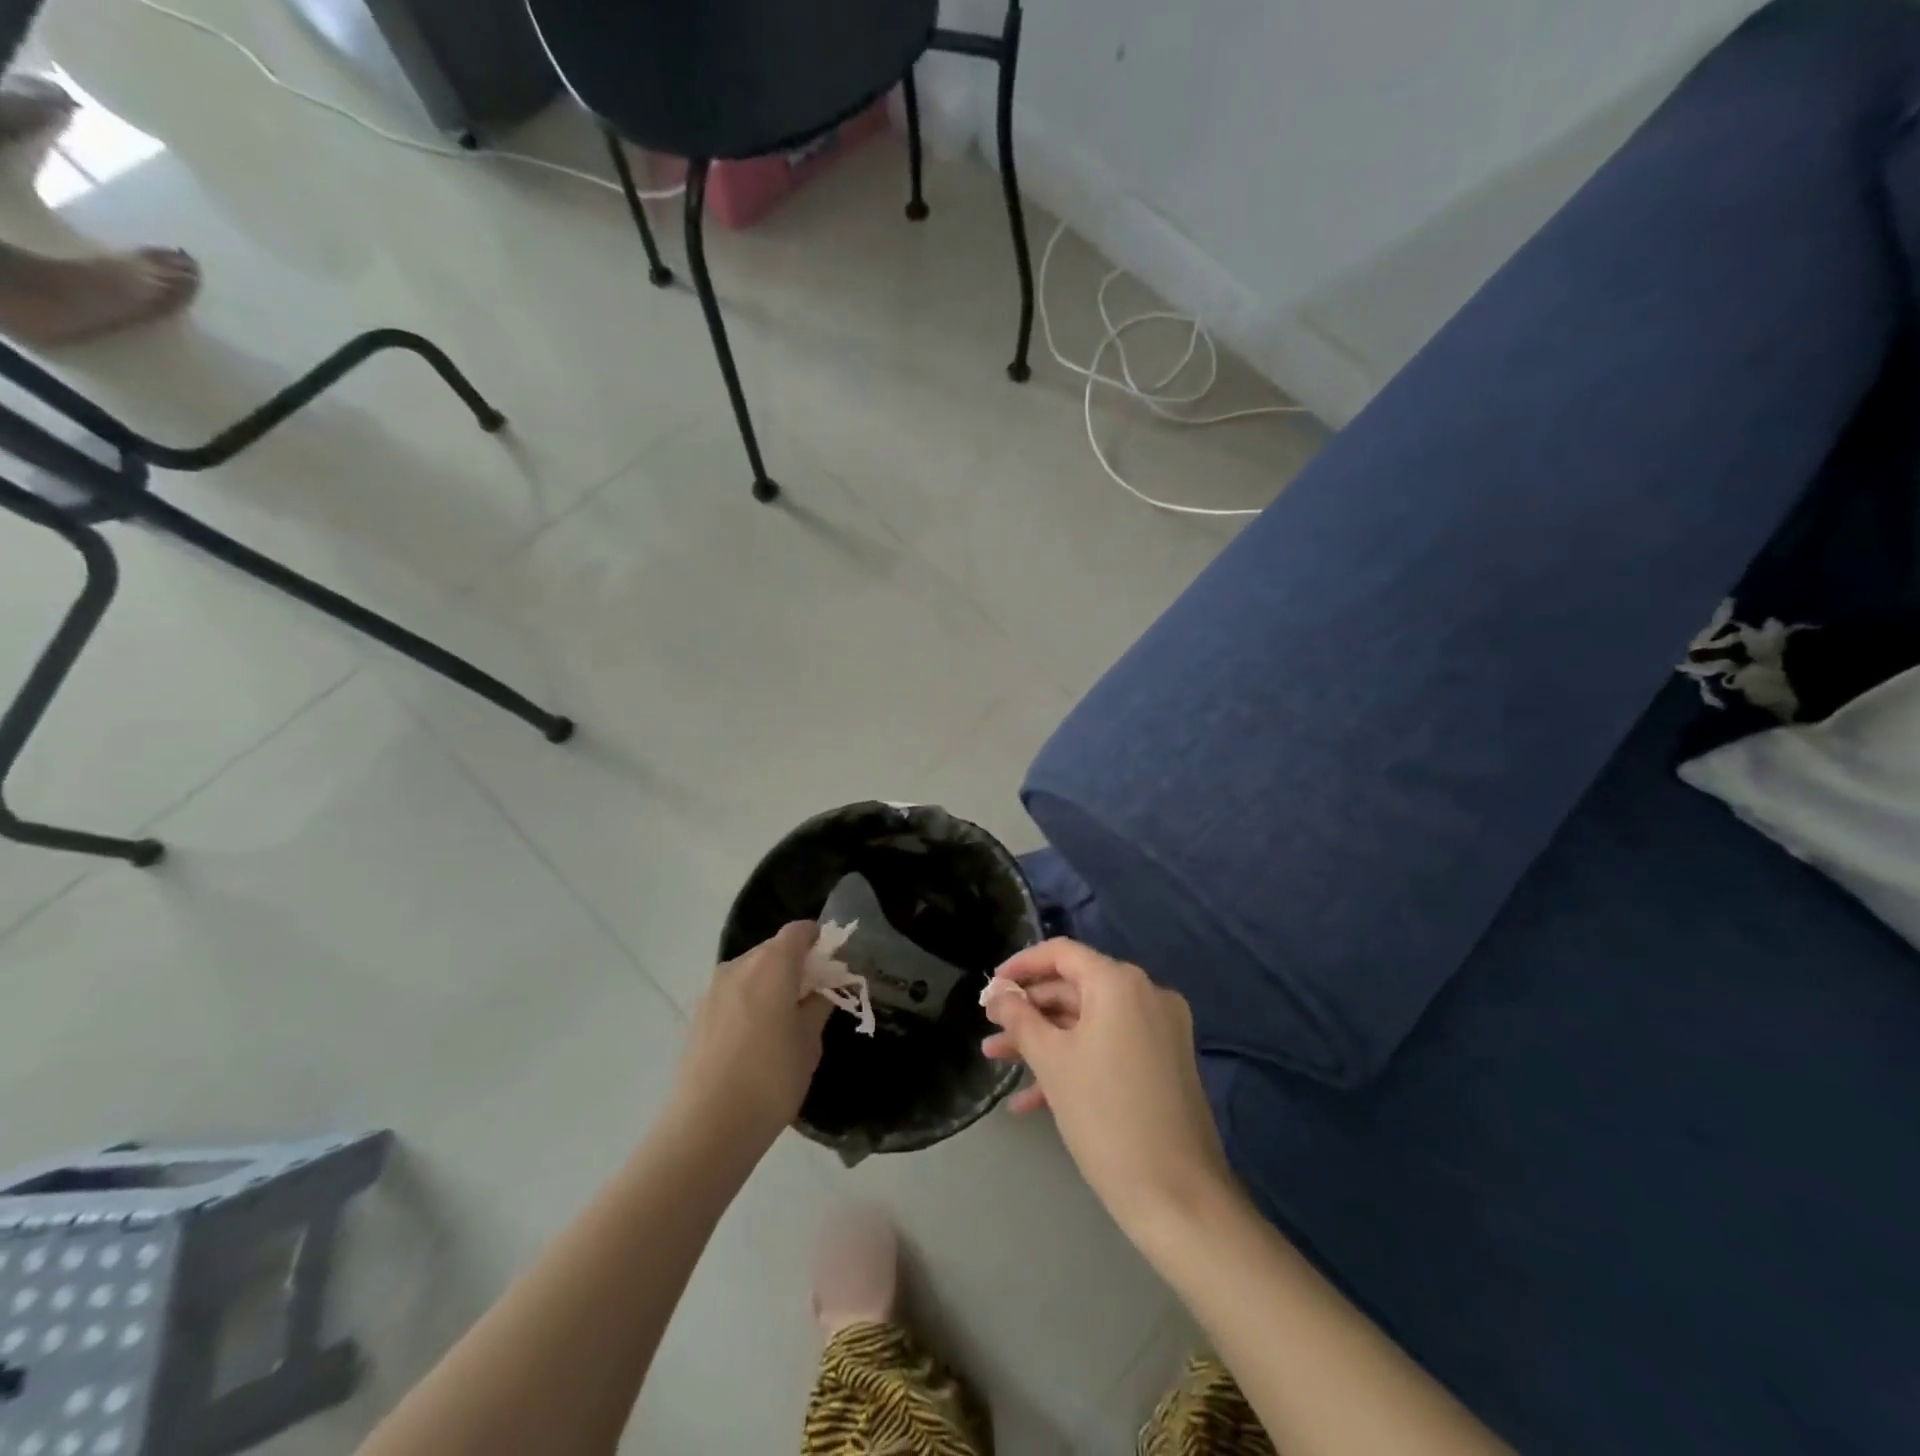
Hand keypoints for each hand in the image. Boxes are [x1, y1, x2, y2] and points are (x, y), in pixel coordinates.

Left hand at [671, 922, 832, 1151]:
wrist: (706, 1128)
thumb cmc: (771, 1079)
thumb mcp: (809, 1042)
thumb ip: (818, 1005)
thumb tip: (820, 990)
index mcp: (772, 964)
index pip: (798, 930)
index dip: (818, 940)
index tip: (831, 965)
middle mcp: (738, 966)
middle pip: (773, 949)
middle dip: (795, 965)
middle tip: (812, 998)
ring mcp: (712, 990)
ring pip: (750, 972)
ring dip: (770, 984)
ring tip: (783, 1023)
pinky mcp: (697, 1015)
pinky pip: (732, 995)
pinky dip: (749, 1003)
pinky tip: (755, 1040)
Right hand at [982, 939, 1233, 1241]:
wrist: (1178, 1197)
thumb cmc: (1105, 1116)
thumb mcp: (1052, 1061)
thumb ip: (1020, 1019)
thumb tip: (999, 994)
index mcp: (1120, 983)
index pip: (1062, 953)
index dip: (1022, 966)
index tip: (991, 987)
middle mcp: (1146, 995)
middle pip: (1075, 987)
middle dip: (1029, 1010)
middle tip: (991, 1028)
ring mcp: (1159, 1029)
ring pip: (1089, 1021)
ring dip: (1044, 1039)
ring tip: (997, 1060)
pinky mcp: (1164, 1062)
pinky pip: (1110, 1047)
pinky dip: (1074, 1061)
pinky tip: (1031, 1098)